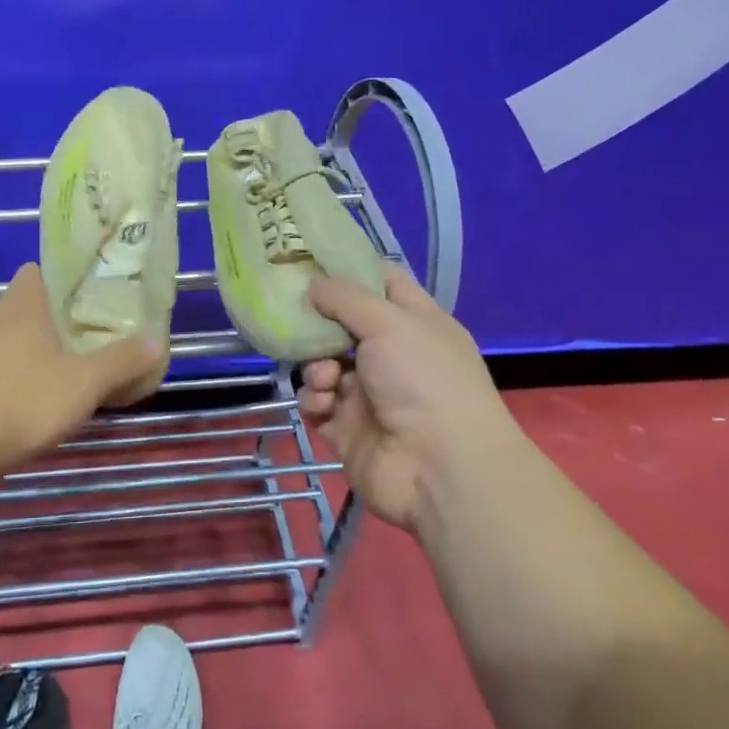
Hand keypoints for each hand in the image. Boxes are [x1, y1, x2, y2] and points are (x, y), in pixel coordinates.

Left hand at [0, 263, 165, 477]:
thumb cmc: (21, 401)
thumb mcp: (83, 384)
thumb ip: (121, 362)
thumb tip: (157, 342)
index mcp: (20, 303)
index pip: (40, 272)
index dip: (64, 282)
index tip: (88, 302)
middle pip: (23, 304)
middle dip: (49, 319)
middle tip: (80, 341)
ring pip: (2, 335)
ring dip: (24, 348)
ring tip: (54, 372)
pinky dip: (2, 373)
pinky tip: (20, 399)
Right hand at [299, 265, 519, 532]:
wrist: (439, 469)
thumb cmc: (423, 380)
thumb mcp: (388, 322)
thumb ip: (345, 298)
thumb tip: (313, 285)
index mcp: (415, 323)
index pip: (381, 283)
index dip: (349, 269)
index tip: (308, 259)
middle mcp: (392, 355)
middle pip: (342, 326)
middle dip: (316, 322)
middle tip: (289, 314)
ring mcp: (369, 394)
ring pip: (323, 365)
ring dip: (315, 367)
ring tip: (325, 379)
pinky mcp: (348, 429)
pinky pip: (318, 404)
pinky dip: (315, 400)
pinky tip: (324, 405)